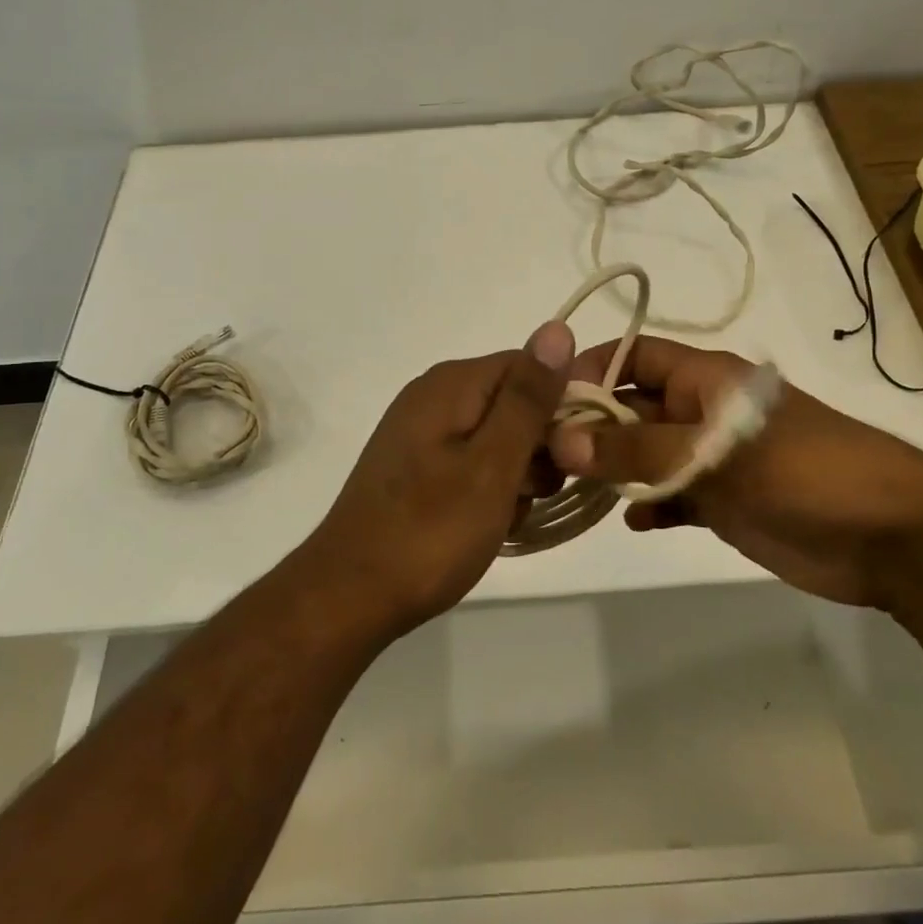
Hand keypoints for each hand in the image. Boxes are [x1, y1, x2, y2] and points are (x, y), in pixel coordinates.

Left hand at [298, 322, 574, 637]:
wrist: (349, 596)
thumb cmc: (430, 531)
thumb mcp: (493, 464)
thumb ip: (528, 398)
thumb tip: (558, 328)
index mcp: (452, 383)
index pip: (532, 367)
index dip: (562, 406)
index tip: (573, 455)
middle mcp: (434, 395)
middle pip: (515, 401)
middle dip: (538, 446)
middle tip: (534, 493)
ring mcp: (421, 432)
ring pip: (498, 437)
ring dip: (517, 474)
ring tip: (507, 515)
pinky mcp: (416, 466)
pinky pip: (473, 461)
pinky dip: (490, 489)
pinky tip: (488, 524)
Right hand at [549, 336, 922, 608]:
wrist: (892, 537)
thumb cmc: (805, 472)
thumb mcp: (716, 454)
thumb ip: (638, 449)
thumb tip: (561, 438)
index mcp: (705, 379)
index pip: (634, 356)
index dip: (591, 370)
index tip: (544, 402)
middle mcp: (702, 411)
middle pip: (632, 407)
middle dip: (591, 427)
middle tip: (544, 458)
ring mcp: (713, 458)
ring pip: (646, 454)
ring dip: (614, 468)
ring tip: (572, 490)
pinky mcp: (725, 501)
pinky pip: (672, 496)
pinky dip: (650, 504)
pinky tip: (633, 521)